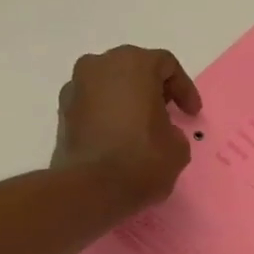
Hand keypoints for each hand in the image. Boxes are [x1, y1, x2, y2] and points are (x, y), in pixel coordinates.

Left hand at [50, 46, 203, 211]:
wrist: (90, 189)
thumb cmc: (142, 159)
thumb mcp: (178, 147)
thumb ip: (173, 129)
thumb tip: (159, 131)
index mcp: (134, 64)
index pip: (166, 65)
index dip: (185, 88)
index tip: (191, 114)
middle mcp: (100, 65)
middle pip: (135, 68)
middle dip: (154, 90)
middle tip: (168, 114)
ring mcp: (76, 86)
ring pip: (110, 85)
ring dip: (128, 101)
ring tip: (142, 129)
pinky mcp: (62, 111)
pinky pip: (94, 104)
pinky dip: (108, 114)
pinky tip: (119, 139)